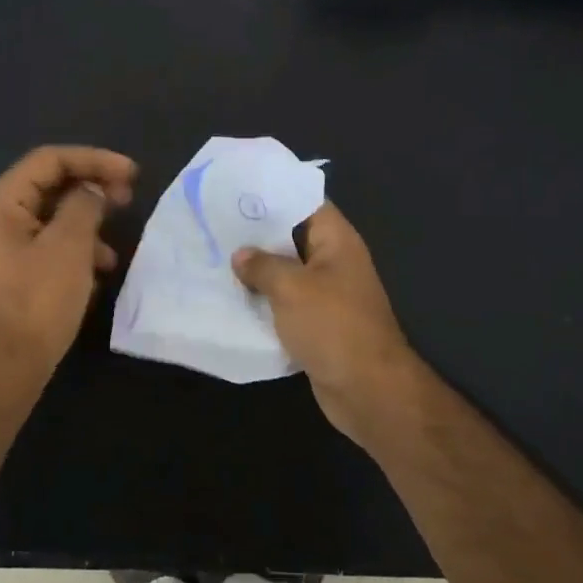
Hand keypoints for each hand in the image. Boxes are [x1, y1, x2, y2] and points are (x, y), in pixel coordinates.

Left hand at [0, 145, 136, 403]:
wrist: (1, 371)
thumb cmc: (35, 302)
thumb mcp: (69, 247)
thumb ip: (84, 206)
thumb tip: (91, 192)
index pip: (49, 160)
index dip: (94, 160)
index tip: (131, 174)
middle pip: (47, 188)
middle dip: (91, 192)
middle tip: (128, 201)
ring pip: (48, 221)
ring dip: (85, 227)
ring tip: (113, 253)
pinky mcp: (5, 277)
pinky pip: (43, 249)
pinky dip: (72, 252)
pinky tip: (95, 276)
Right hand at [232, 202, 421, 447]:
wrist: (367, 389)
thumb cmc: (332, 325)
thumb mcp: (291, 288)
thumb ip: (262, 265)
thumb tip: (241, 255)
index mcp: (337, 241)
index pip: (306, 203)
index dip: (274, 195)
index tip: (237, 192)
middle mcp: (334, 262)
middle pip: (292, 238)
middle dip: (257, 235)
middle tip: (215, 225)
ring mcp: (327, 295)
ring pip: (287, 274)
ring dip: (257, 271)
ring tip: (215, 258)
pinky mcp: (318, 325)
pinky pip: (286, 304)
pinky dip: (264, 302)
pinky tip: (231, 298)